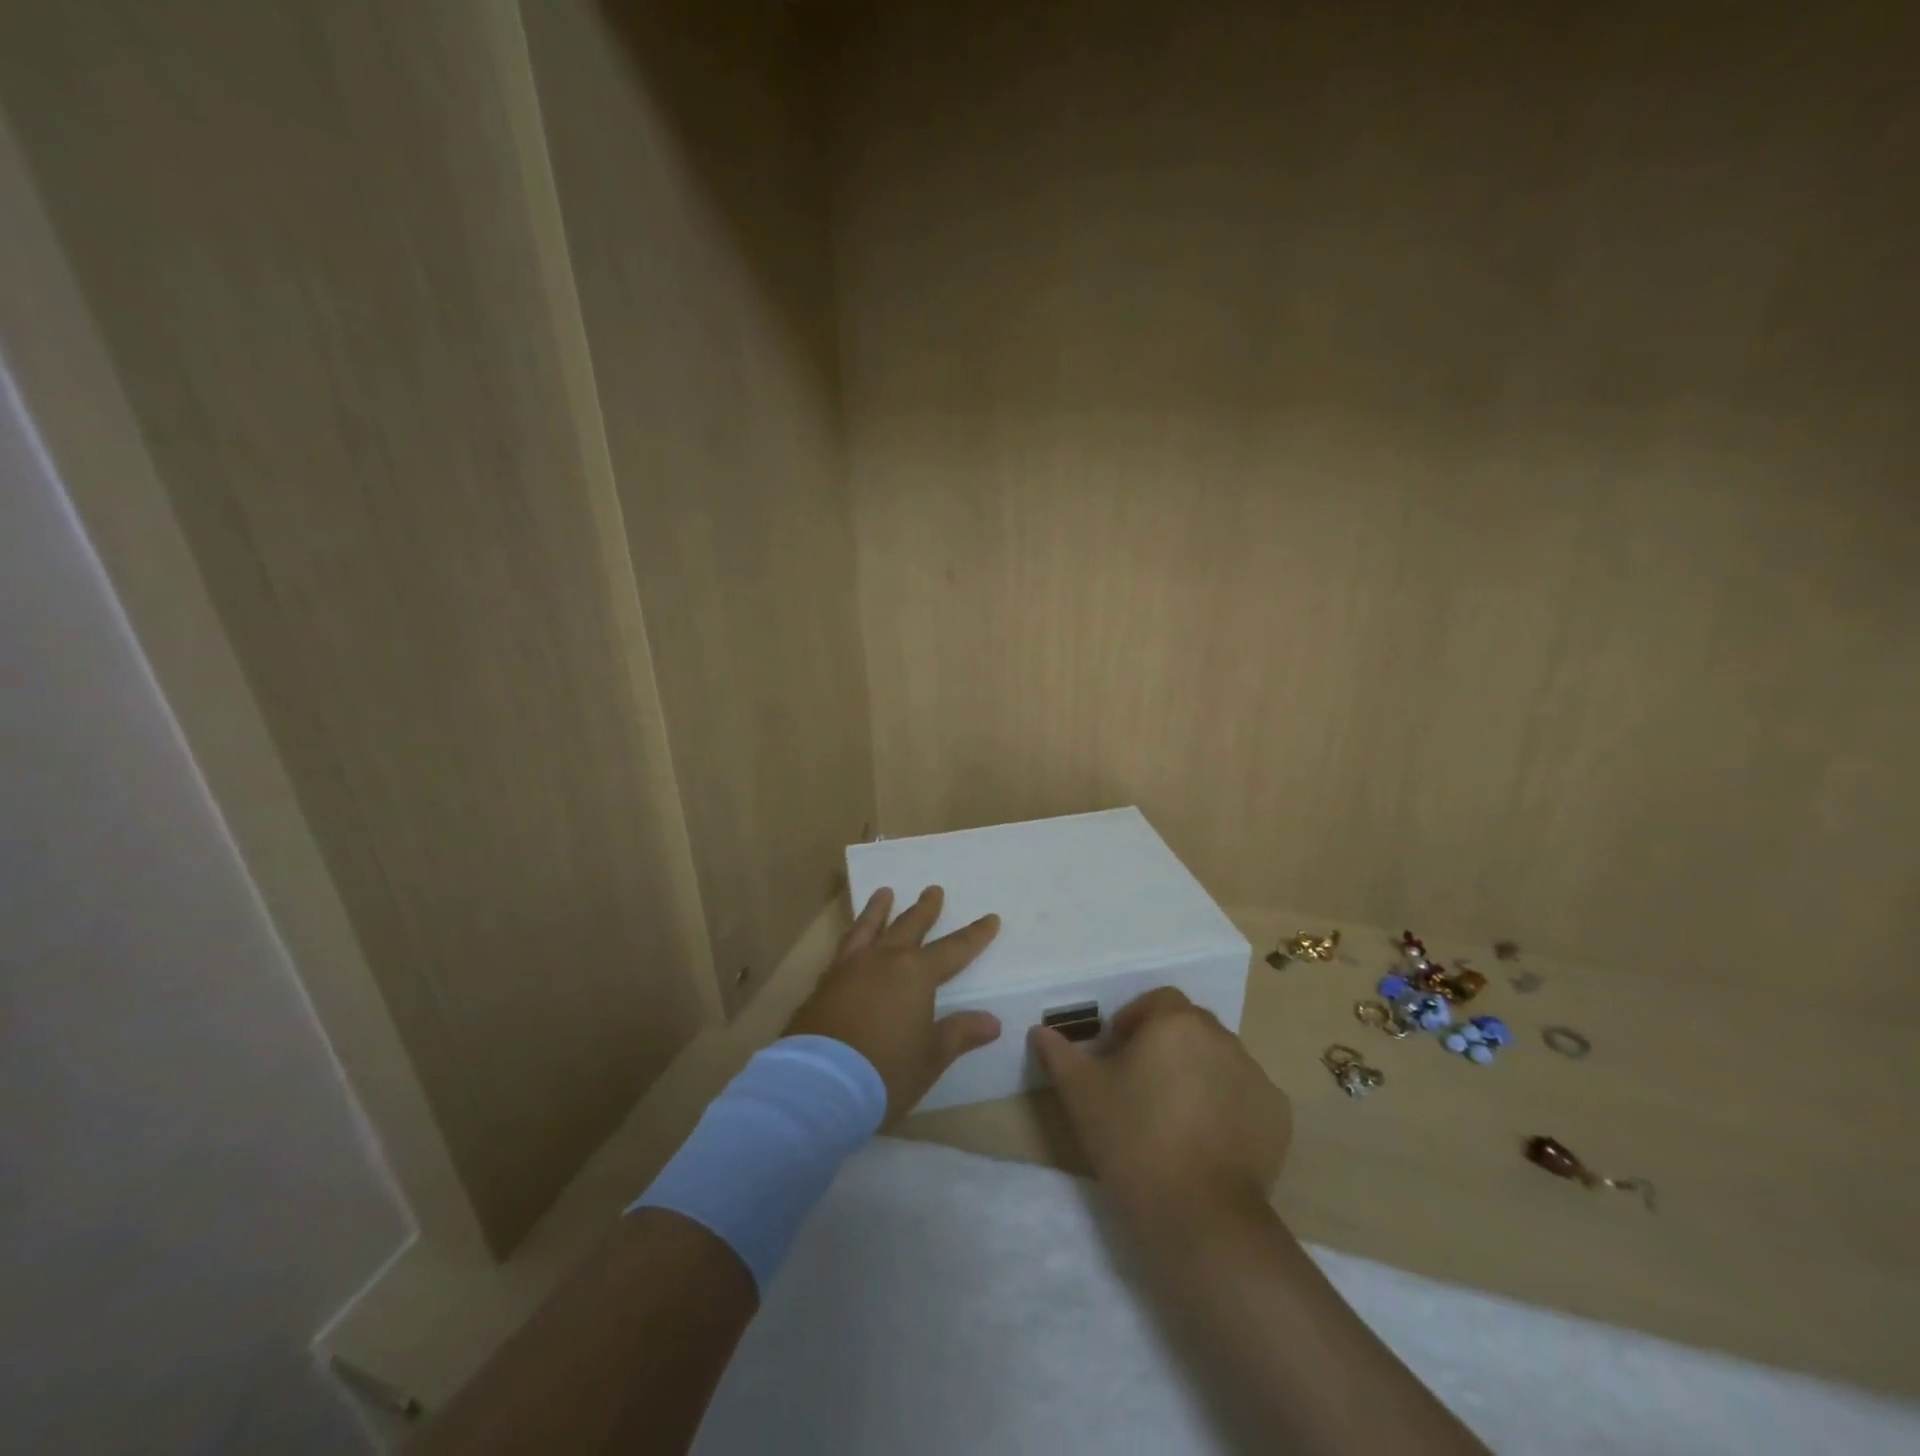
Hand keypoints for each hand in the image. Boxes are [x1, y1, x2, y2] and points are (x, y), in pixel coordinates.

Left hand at [787, 886, 1001, 1124]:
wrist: (820, 1084)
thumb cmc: (885, 1071)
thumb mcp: (931, 1057)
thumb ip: (960, 1033)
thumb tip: (993, 1021)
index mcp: (916, 974)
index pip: (954, 949)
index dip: (975, 935)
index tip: (991, 918)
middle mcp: (884, 960)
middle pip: (909, 926)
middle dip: (925, 909)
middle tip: (933, 889)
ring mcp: (850, 968)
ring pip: (869, 927)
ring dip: (879, 909)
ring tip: (884, 892)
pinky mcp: (824, 982)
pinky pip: (843, 947)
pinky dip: (853, 934)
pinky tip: (851, 938)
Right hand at [1030, 987, 1291, 1224]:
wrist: (1199, 1215)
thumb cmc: (1132, 1138)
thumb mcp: (1081, 1093)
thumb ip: (1058, 1054)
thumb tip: (1040, 1031)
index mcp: (1176, 1022)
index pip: (1157, 1001)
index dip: (1135, 1021)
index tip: (1118, 1054)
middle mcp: (1222, 1037)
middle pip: (1190, 1027)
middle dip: (1167, 1045)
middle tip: (1143, 1084)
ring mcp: (1255, 1076)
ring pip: (1219, 1059)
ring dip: (1198, 1073)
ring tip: (1175, 1115)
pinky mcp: (1277, 1115)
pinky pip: (1246, 1095)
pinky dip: (1228, 1106)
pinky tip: (1208, 1140)